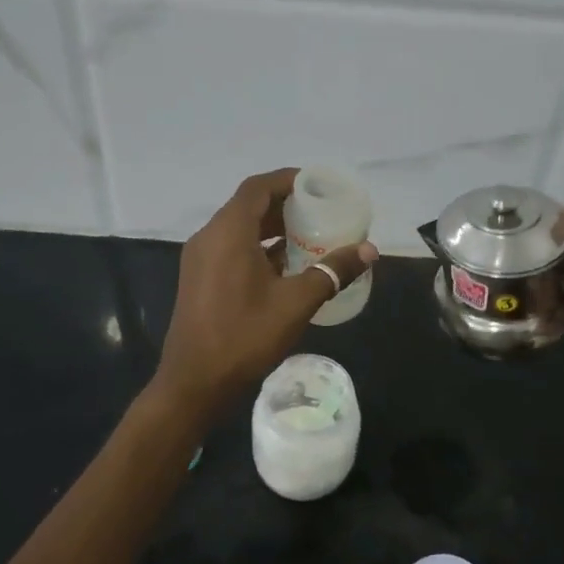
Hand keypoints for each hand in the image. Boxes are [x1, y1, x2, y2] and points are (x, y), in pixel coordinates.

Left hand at [155, 169, 378, 416]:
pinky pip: (231, 249)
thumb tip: (369, 250)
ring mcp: (200, 260)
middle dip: (284, 204)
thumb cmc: (245, 336)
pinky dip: (258, 247)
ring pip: (239, 229)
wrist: (194, 383)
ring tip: (308, 236)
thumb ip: (332, 272)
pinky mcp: (199, 279)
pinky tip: (285, 266)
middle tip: (319, 211)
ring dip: (271, 227)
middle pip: (248, 205)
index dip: (287, 180)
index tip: (317, 185)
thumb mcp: (296, 303)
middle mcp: (209, 237)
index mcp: (228, 232)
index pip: (258, 188)